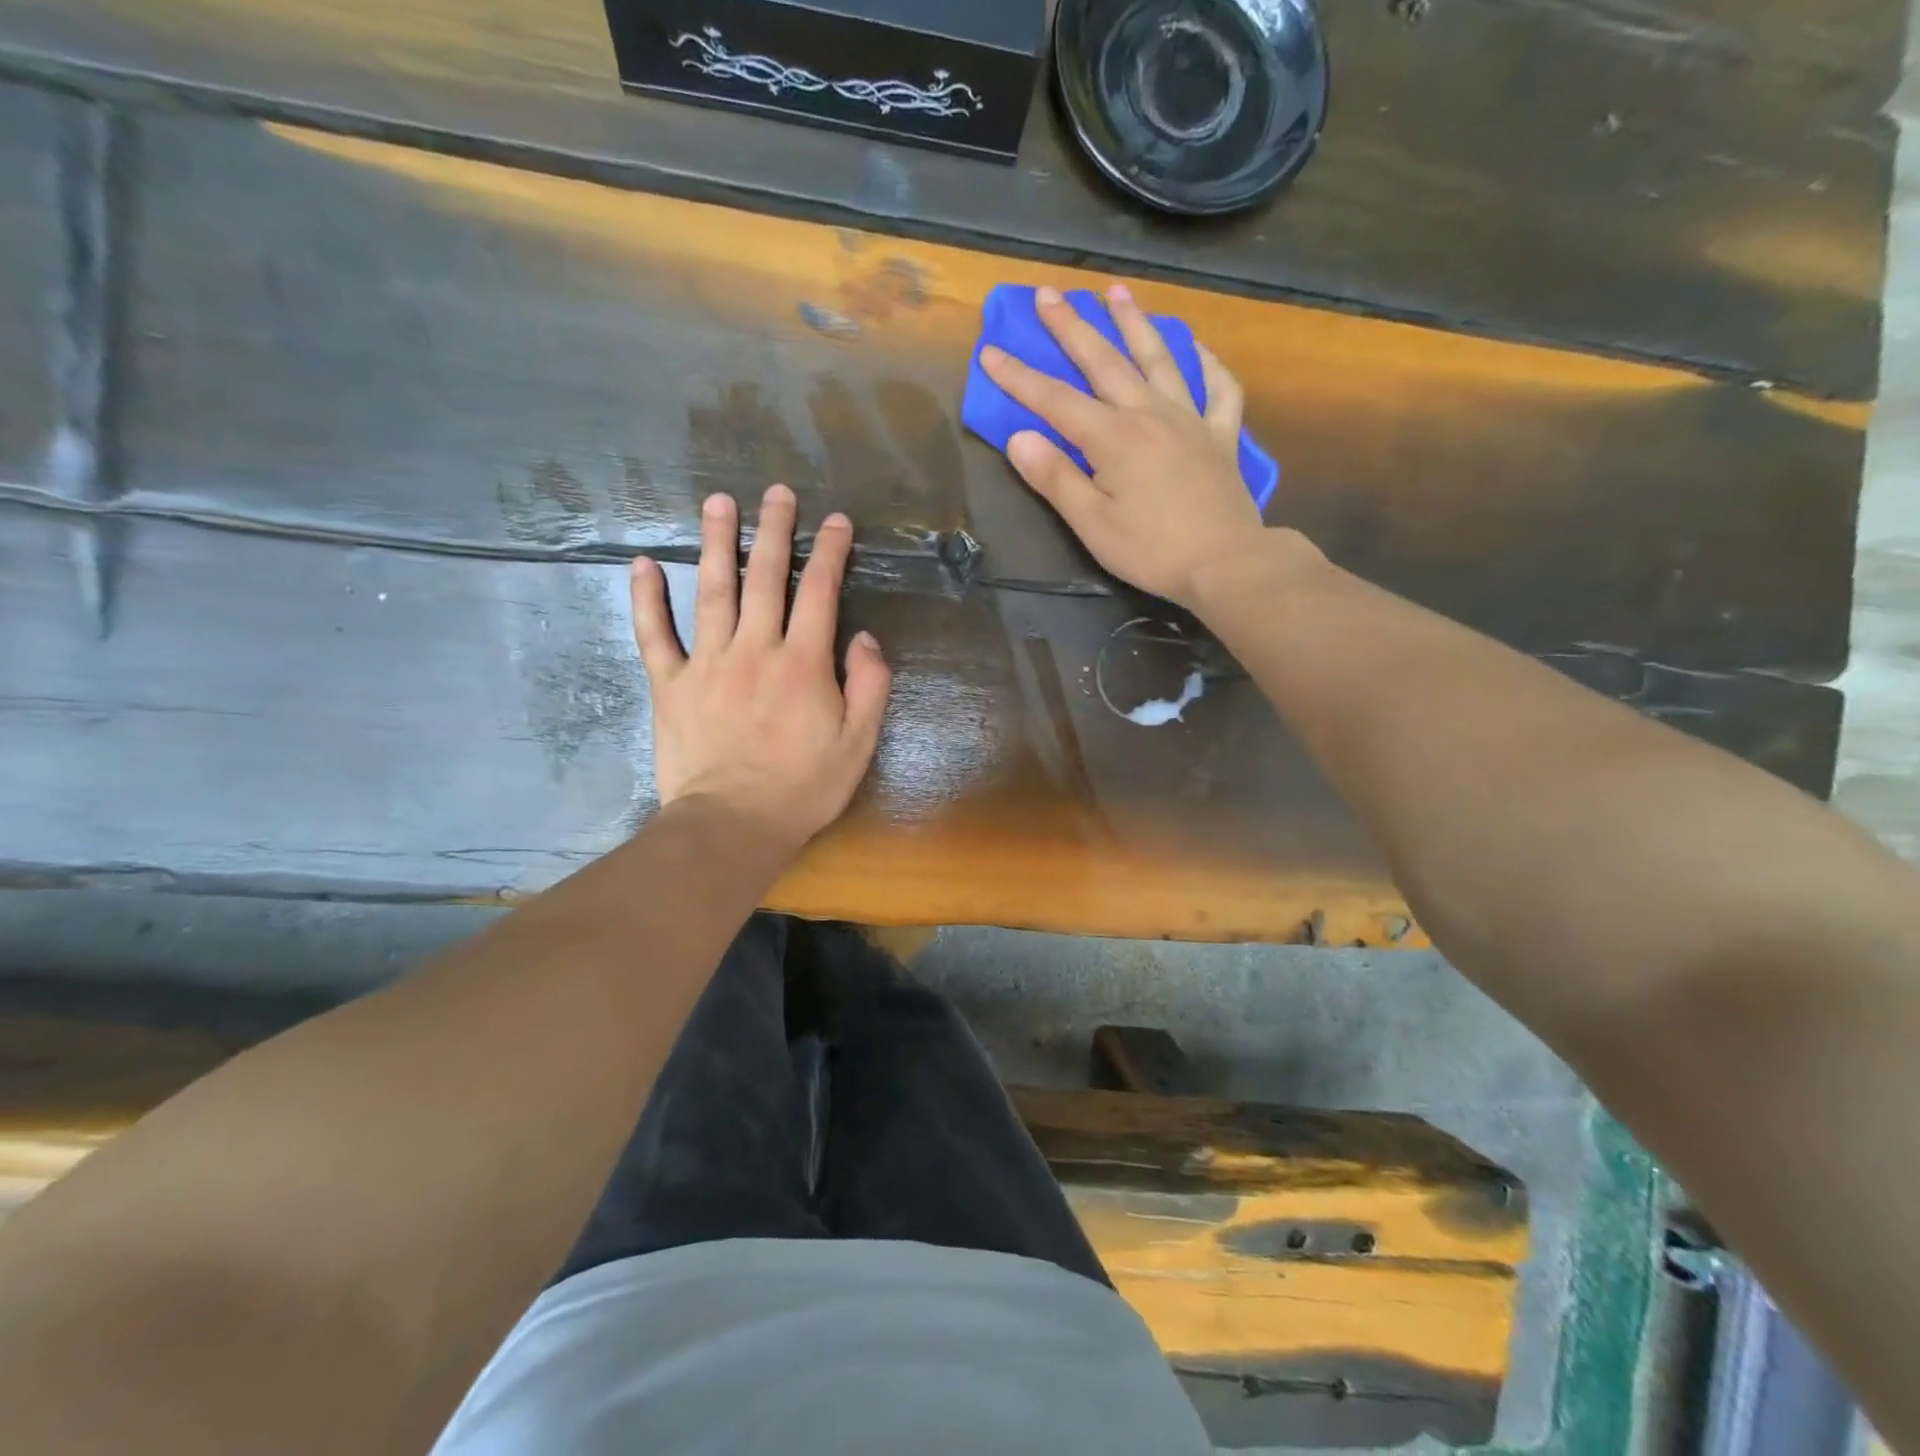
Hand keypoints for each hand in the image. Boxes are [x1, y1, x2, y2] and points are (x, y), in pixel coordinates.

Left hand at [630, 485, 890, 853]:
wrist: (732, 825)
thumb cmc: (803, 788)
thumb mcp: (858, 743)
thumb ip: (869, 686)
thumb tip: (863, 638)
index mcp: (803, 663)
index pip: (820, 592)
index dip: (830, 552)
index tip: (835, 521)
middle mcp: (755, 649)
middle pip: (765, 577)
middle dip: (774, 530)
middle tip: (776, 492)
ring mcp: (707, 663)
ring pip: (712, 590)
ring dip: (716, 543)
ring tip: (717, 502)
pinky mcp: (670, 685)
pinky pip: (654, 635)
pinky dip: (646, 599)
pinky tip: (642, 564)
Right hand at [981, 283, 1290, 610]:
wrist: (1225, 563)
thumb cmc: (1151, 549)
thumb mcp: (1091, 523)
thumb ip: (1055, 477)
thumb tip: (1019, 438)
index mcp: (1113, 437)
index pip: (1054, 400)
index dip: (1019, 377)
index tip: (990, 351)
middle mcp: (1150, 414)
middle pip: (1104, 362)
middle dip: (1072, 327)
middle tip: (1048, 293)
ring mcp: (1190, 420)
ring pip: (1159, 360)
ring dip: (1135, 324)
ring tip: (1117, 292)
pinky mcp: (1221, 436)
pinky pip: (1219, 388)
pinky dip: (1208, 363)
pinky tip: (1197, 347)